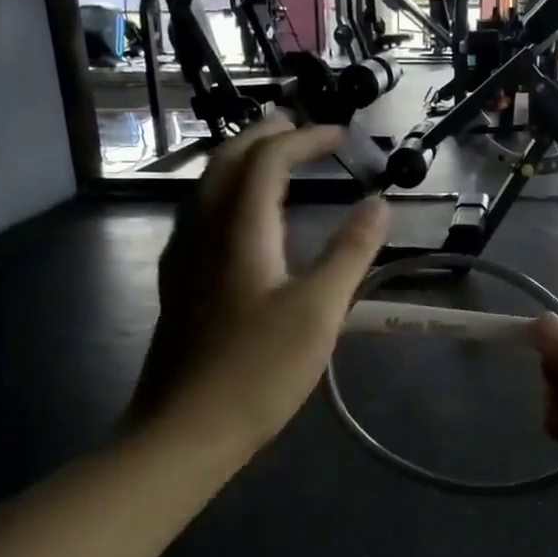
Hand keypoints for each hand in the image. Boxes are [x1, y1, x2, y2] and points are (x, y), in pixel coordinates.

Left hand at [129, 119, 388, 453]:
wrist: (186, 428)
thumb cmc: (259, 370)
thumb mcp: (319, 311)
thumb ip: (350, 253)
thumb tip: (379, 204)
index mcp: (239, 229)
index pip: (267, 160)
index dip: (303, 139)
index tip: (340, 135)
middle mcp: (203, 230)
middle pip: (226, 162)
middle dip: (263, 136)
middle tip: (297, 128)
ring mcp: (183, 258)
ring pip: (206, 187)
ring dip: (240, 162)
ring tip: (271, 161)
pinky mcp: (178, 285)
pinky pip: (199, 216)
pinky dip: (225, 195)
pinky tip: (238, 220)